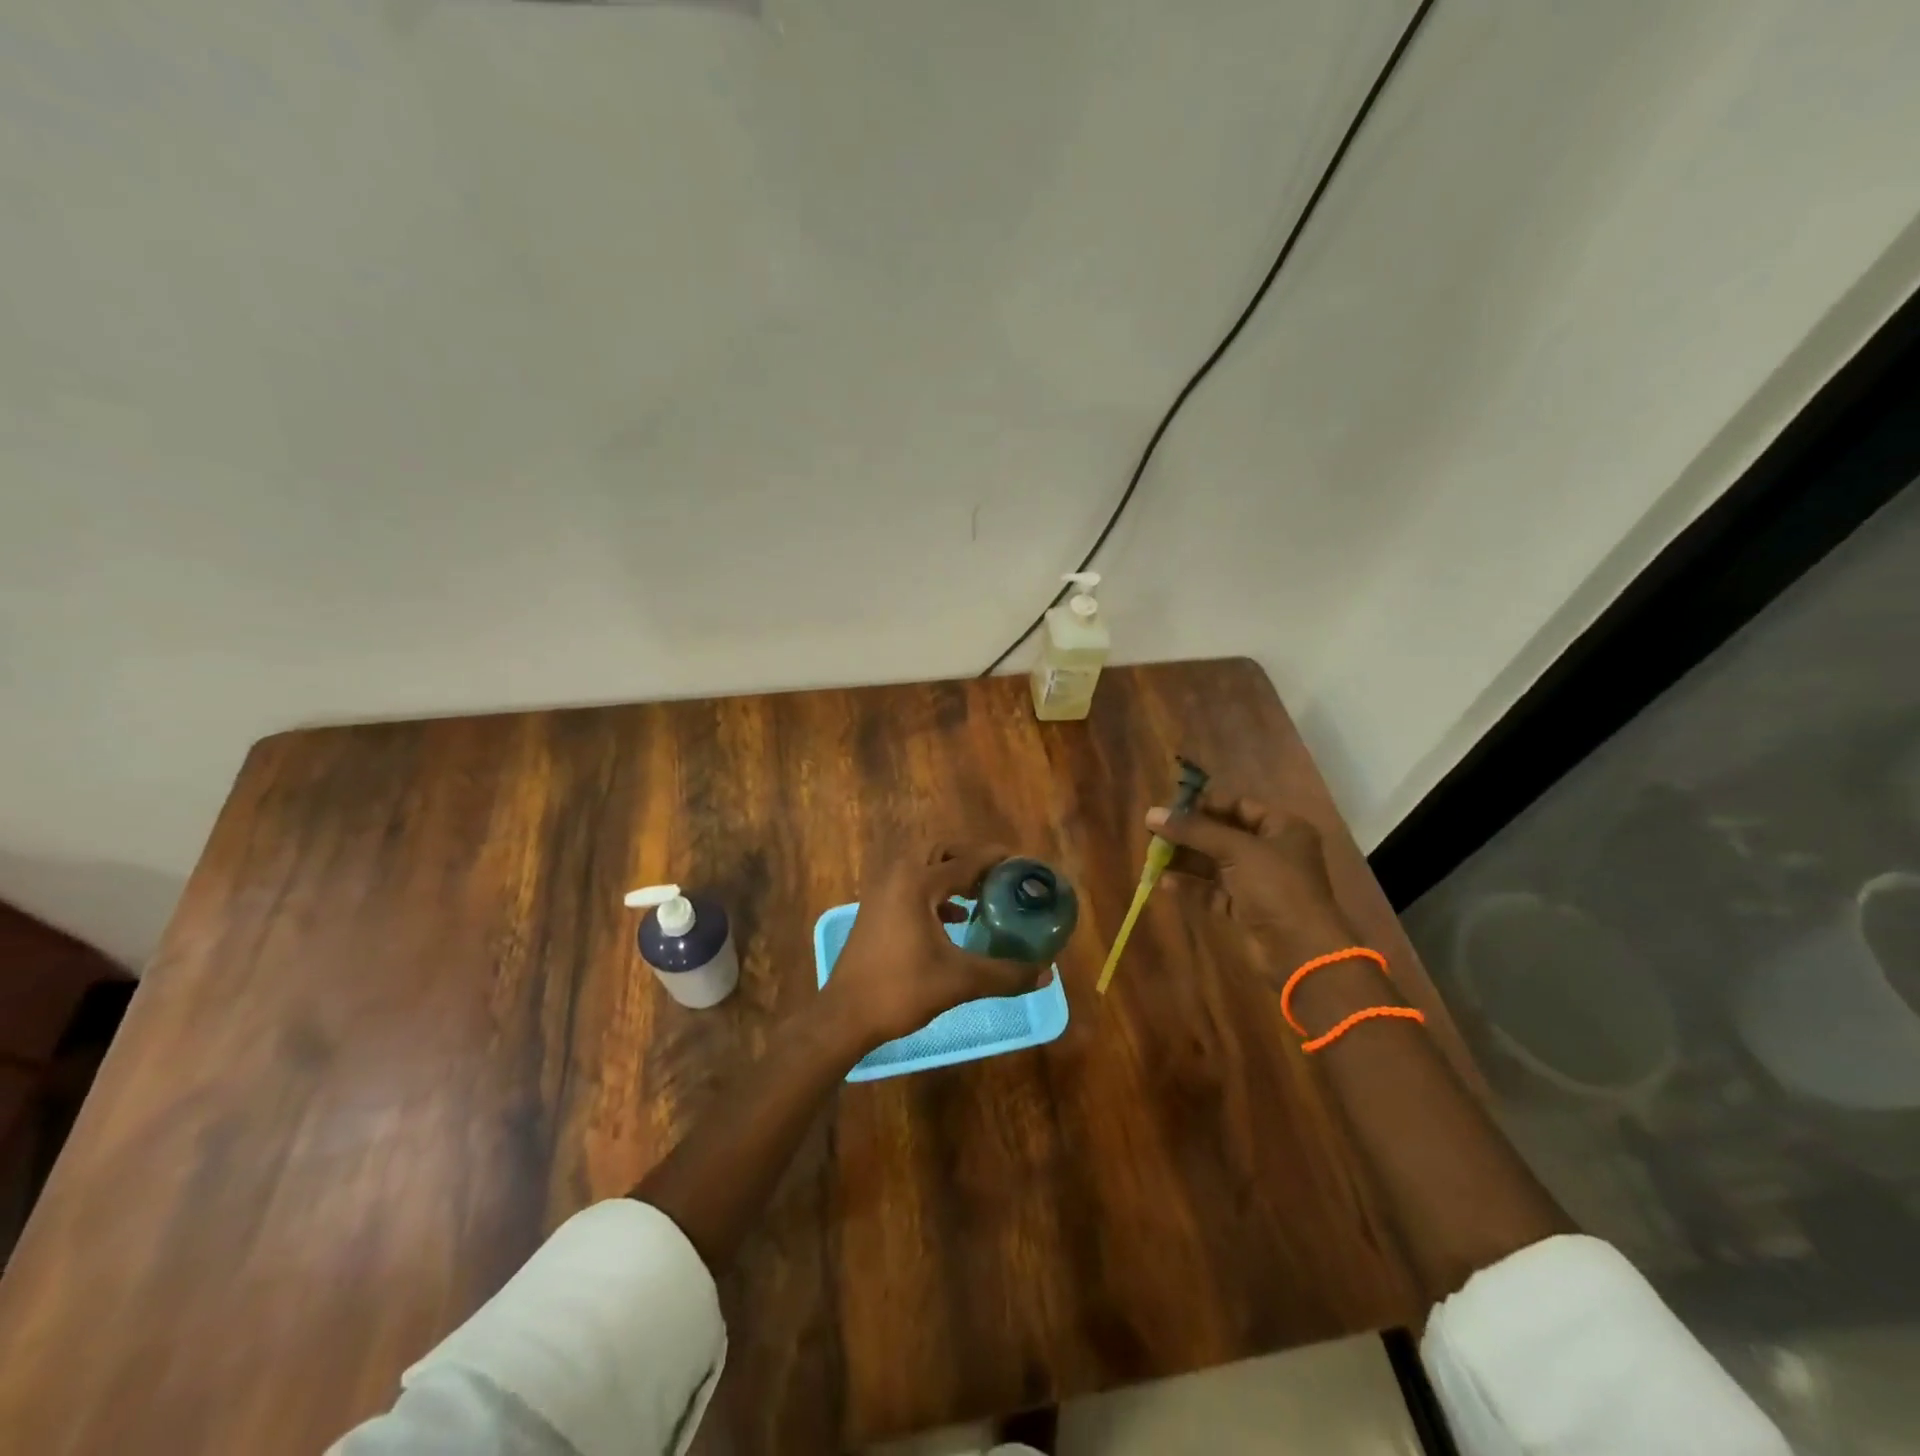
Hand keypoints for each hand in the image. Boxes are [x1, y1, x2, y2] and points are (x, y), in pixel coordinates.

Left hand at [821, 842, 1048, 1051]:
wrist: (845, 1015)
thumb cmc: (901, 990)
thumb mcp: (960, 982)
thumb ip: (1005, 974)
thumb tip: (1046, 972)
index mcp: (917, 883)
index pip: (965, 861)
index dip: (995, 860)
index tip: (1021, 863)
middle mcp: (897, 876)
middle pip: (940, 852)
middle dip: (970, 859)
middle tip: (998, 876)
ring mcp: (881, 892)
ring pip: (922, 867)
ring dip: (950, 874)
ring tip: (980, 896)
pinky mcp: (874, 909)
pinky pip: (910, 885)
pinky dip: (934, 892)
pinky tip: (953, 919)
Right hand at [1146, 793, 1360, 972]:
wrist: (1300, 951)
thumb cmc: (1276, 887)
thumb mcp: (1236, 849)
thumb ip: (1193, 830)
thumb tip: (1151, 814)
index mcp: (1282, 828)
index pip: (1237, 805)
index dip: (1204, 805)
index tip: (1169, 808)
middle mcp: (1271, 851)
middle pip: (1222, 834)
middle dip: (1189, 834)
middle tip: (1155, 832)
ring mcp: (1258, 881)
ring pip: (1214, 863)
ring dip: (1185, 859)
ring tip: (1153, 856)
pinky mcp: (1245, 908)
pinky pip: (1212, 890)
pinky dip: (1191, 885)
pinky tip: (1164, 882)